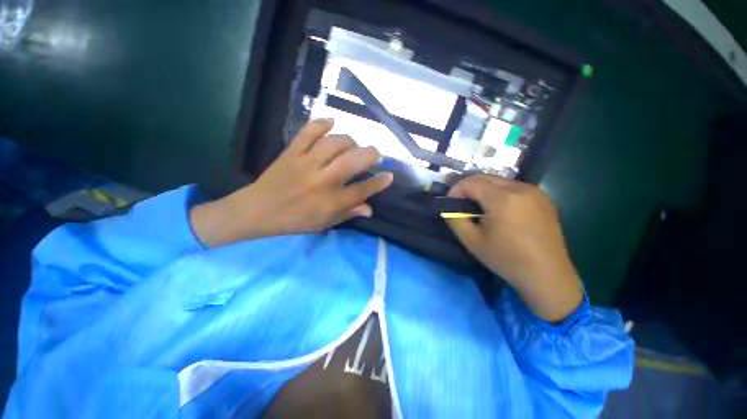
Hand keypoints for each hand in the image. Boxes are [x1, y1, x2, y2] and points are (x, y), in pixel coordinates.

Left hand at [191, 119, 392, 246]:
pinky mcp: (291, 152)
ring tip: (354, 146)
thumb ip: (348, 214)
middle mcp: (321, 181)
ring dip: (350, 141)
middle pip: (352, 162)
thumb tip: (369, 209)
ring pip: (334, 144)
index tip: (389, 176)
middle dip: (370, 155)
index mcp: (330, 202)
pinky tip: (332, 122)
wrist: (257, 210)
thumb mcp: (324, 223)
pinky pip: (308, 132)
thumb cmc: (294, 221)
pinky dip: (321, 123)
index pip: (361, 190)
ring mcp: (305, 164)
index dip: (378, 182)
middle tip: (376, 154)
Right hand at [446, 175, 582, 322]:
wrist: (547, 275)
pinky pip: (514, 187)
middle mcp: (521, 188)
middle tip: (461, 203)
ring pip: (499, 181)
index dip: (455, 190)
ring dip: (484, 189)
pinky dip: (500, 193)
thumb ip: (454, 219)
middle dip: (468, 187)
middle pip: (485, 177)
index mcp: (503, 199)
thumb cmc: (506, 259)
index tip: (449, 203)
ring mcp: (535, 191)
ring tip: (479, 207)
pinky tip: (499, 210)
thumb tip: (446, 207)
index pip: (471, 182)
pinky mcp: (544, 198)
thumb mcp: (472, 241)